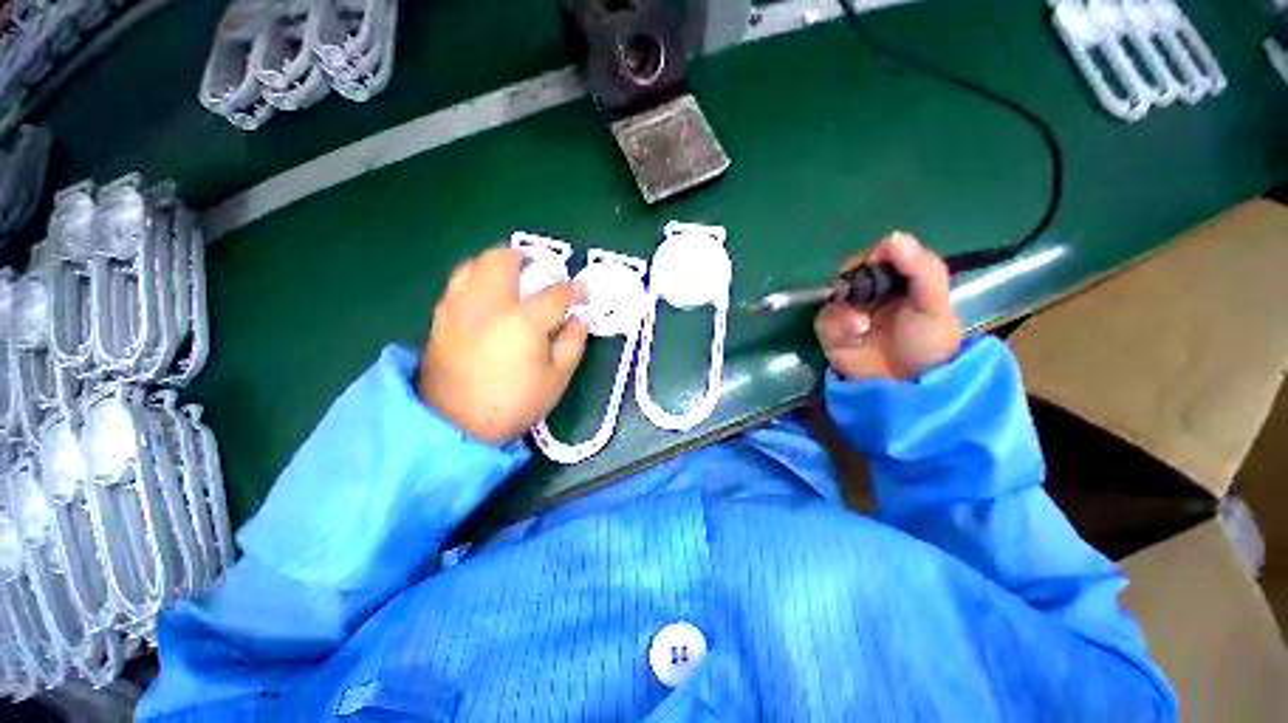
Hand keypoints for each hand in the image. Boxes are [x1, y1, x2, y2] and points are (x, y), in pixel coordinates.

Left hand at [420, 248, 588, 443]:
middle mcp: (487, 305)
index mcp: (522, 322)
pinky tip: (486, 295)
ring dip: (495, 263)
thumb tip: (580, 318)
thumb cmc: (514, 404)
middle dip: (525, 257)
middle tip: (538, 268)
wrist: (455, 426)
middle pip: (502, 261)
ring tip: (510, 275)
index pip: (554, 294)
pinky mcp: (441, 319)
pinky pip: (457, 284)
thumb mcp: (556, 379)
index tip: (582, 291)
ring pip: (473, 265)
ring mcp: (458, 309)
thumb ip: (573, 343)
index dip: (573, 290)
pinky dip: (475, 278)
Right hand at [815, 232, 961, 380]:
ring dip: (846, 307)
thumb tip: (892, 236)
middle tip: (866, 294)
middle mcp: (870, 295)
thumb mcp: (935, 303)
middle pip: (851, 273)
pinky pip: (824, 318)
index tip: (879, 259)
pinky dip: (837, 324)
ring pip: (833, 294)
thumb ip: (921, 268)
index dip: (875, 256)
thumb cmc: (927, 343)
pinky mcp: (830, 332)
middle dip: (855, 281)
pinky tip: (854, 334)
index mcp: (898, 283)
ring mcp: (848, 313)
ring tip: (862, 325)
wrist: (906, 387)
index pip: (878, 257)